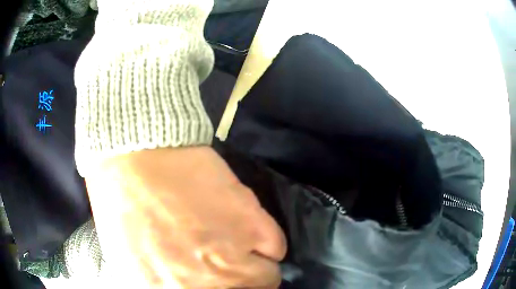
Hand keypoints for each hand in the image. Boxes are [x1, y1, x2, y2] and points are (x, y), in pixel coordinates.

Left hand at [85, 147, 286, 287]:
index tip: (219, 283)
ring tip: (240, 247)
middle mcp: (204, 284)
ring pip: (267, 276)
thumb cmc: (124, 205)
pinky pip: (276, 247)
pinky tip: (249, 229)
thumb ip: (162, 285)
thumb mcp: (132, 261)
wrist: (134, 159)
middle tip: (228, 266)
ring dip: (256, 265)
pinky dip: (267, 242)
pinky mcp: (248, 223)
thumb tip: (189, 286)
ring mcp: (229, 256)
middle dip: (239, 283)